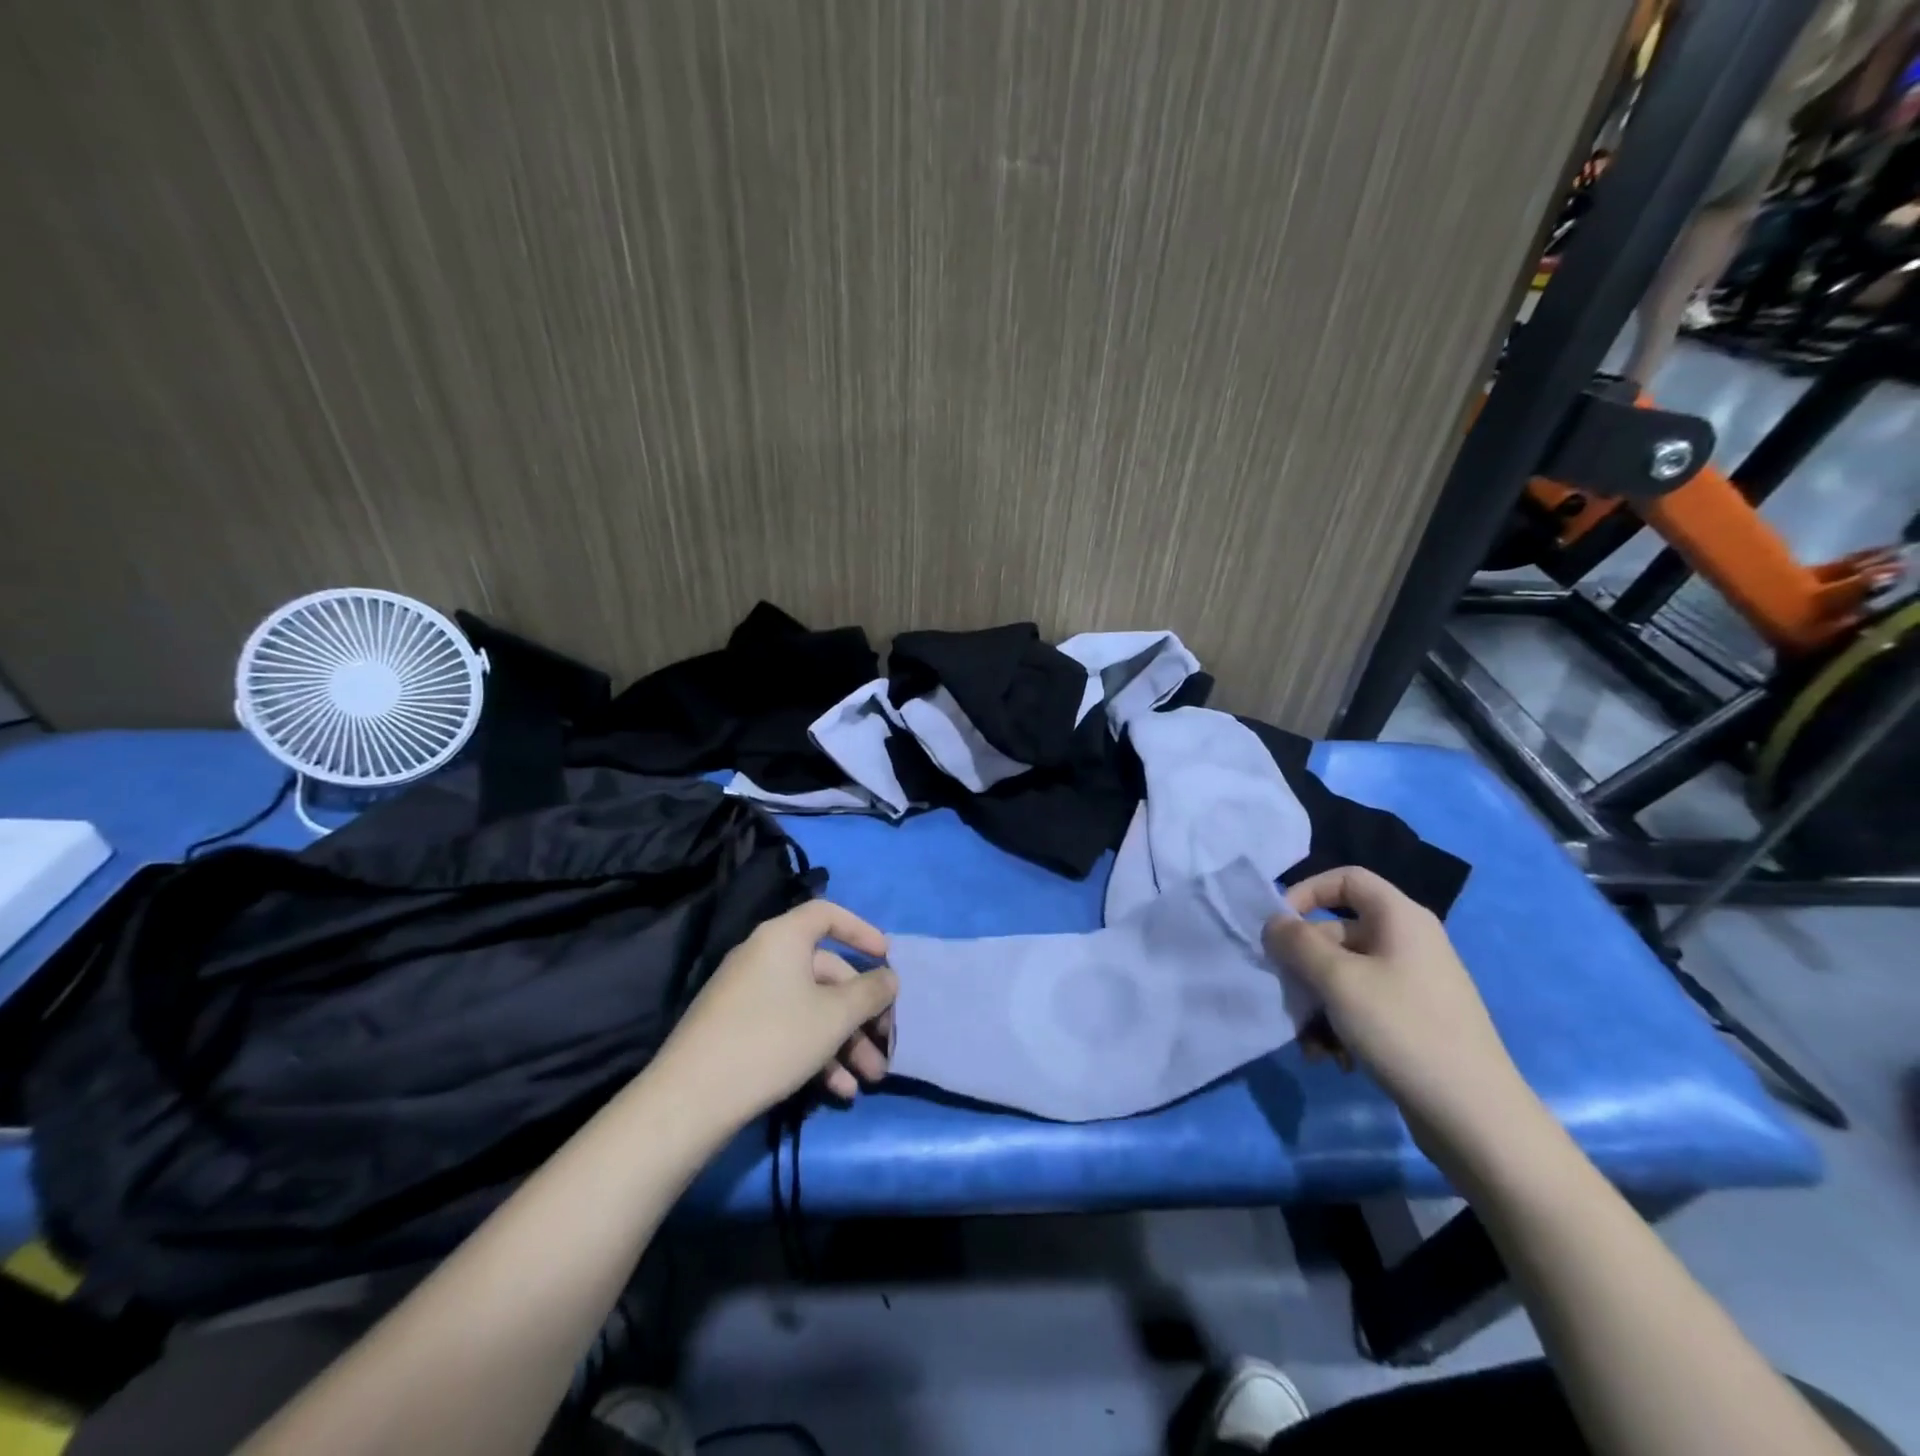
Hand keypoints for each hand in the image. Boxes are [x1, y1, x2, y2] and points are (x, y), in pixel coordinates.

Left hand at [655, 900, 898, 1128]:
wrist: (690, 1099)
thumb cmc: (773, 1039)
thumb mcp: (835, 1016)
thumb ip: (870, 992)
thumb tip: (889, 977)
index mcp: (783, 937)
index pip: (827, 914)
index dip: (861, 931)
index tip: (886, 958)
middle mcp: (763, 956)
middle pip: (825, 971)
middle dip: (861, 1011)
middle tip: (884, 1044)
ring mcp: (747, 994)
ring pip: (810, 1007)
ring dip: (844, 1041)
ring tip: (868, 1080)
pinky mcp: (736, 1029)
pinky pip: (788, 1027)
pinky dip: (815, 1052)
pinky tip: (837, 1091)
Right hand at [1262, 866, 1538, 1172]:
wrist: (1475, 1117)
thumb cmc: (1402, 1029)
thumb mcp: (1337, 980)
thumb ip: (1296, 943)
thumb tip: (1273, 923)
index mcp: (1400, 918)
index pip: (1346, 879)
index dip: (1306, 892)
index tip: (1278, 927)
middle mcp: (1408, 942)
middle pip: (1336, 933)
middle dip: (1303, 967)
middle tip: (1286, 998)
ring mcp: (1412, 983)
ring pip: (1343, 975)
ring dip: (1316, 1005)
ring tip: (1310, 1044)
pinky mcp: (1412, 1020)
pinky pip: (1361, 1005)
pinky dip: (1339, 1025)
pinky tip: (1332, 1059)